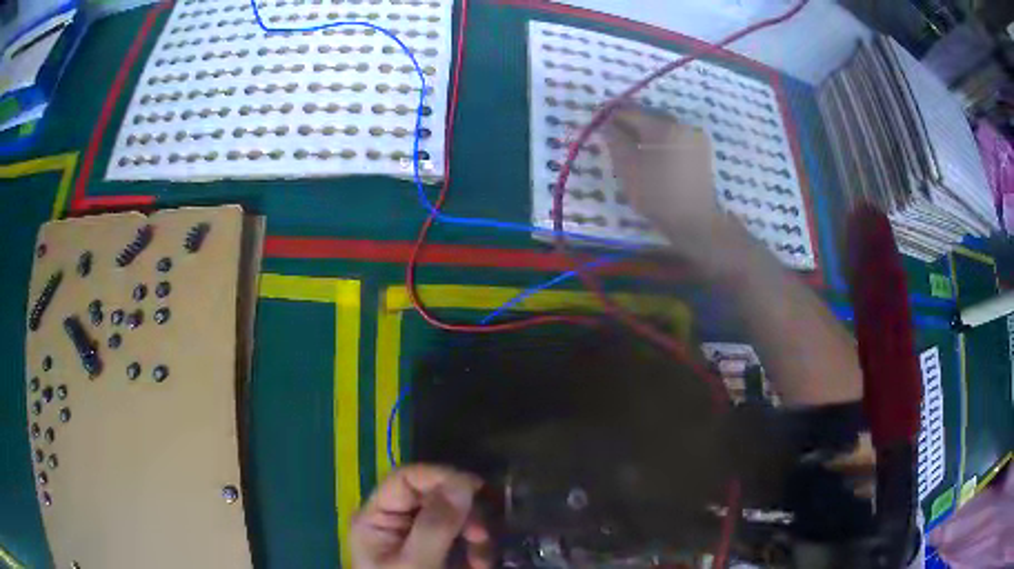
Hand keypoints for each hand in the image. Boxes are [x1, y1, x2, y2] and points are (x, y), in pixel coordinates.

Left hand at [349, 465, 491, 568]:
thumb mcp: (417, 564)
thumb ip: (435, 525)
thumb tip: (462, 481)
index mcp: (376, 519)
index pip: (406, 479)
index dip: (440, 476)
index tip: (477, 488)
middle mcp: (394, 523)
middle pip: (432, 496)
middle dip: (463, 514)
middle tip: (483, 536)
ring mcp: (415, 538)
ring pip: (452, 518)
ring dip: (474, 536)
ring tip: (483, 561)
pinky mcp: (435, 554)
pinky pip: (460, 540)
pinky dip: (475, 550)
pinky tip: (480, 565)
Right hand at [605, 106, 731, 259]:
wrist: (697, 222)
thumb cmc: (659, 196)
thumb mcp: (629, 169)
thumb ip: (615, 141)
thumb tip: (606, 124)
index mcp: (663, 127)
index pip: (631, 111)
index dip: (611, 114)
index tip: (597, 119)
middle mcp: (680, 125)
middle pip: (648, 116)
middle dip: (628, 122)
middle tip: (610, 132)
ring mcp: (693, 138)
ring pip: (661, 126)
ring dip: (643, 131)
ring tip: (627, 144)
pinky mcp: (699, 151)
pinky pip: (672, 137)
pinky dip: (657, 140)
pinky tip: (648, 153)